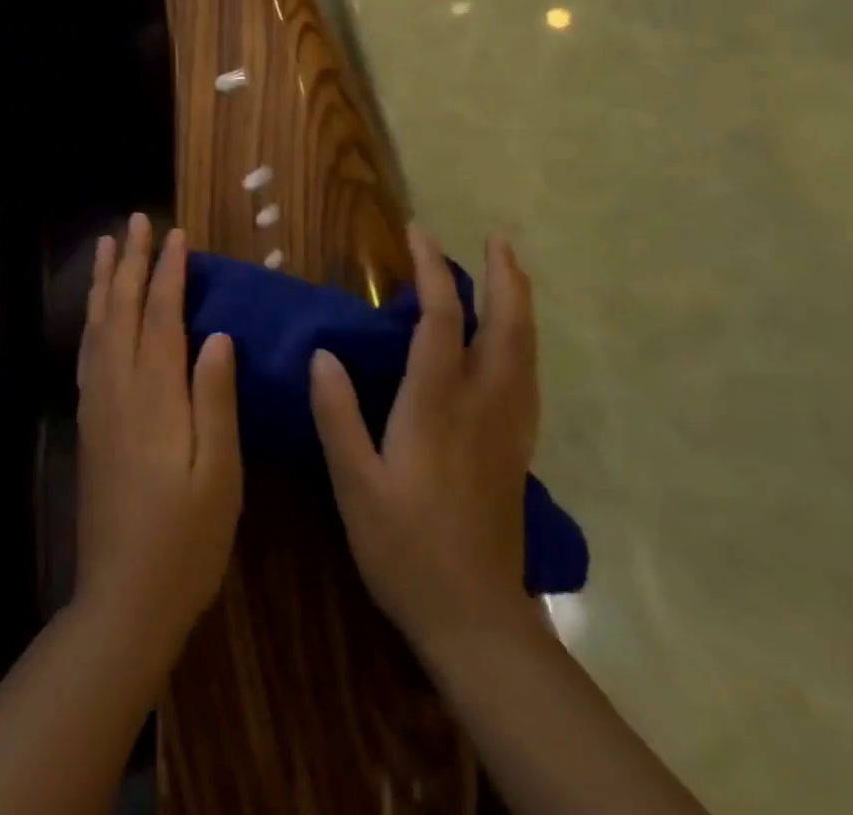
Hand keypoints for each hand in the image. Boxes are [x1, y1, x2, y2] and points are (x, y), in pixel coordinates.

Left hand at [76, 214, 242, 657]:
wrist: (123, 599)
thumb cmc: (187, 538)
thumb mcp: (220, 472)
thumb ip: (216, 399)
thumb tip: (218, 335)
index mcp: (156, 395)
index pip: (162, 316)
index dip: (170, 272)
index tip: (178, 235)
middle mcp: (120, 388)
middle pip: (124, 310)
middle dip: (132, 262)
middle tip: (137, 221)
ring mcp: (98, 406)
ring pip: (99, 327)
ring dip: (106, 282)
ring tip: (108, 247)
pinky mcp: (90, 425)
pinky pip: (88, 354)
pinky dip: (93, 320)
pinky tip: (97, 313)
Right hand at [309, 227, 537, 656]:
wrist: (475, 618)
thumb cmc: (404, 548)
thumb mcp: (354, 484)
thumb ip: (337, 416)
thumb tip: (323, 354)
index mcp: (437, 404)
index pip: (441, 318)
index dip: (432, 270)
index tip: (418, 233)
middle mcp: (483, 403)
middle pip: (507, 324)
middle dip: (504, 276)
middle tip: (497, 238)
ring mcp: (509, 426)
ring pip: (526, 348)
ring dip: (520, 302)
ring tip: (511, 272)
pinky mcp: (519, 448)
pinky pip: (528, 375)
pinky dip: (524, 340)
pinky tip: (513, 341)